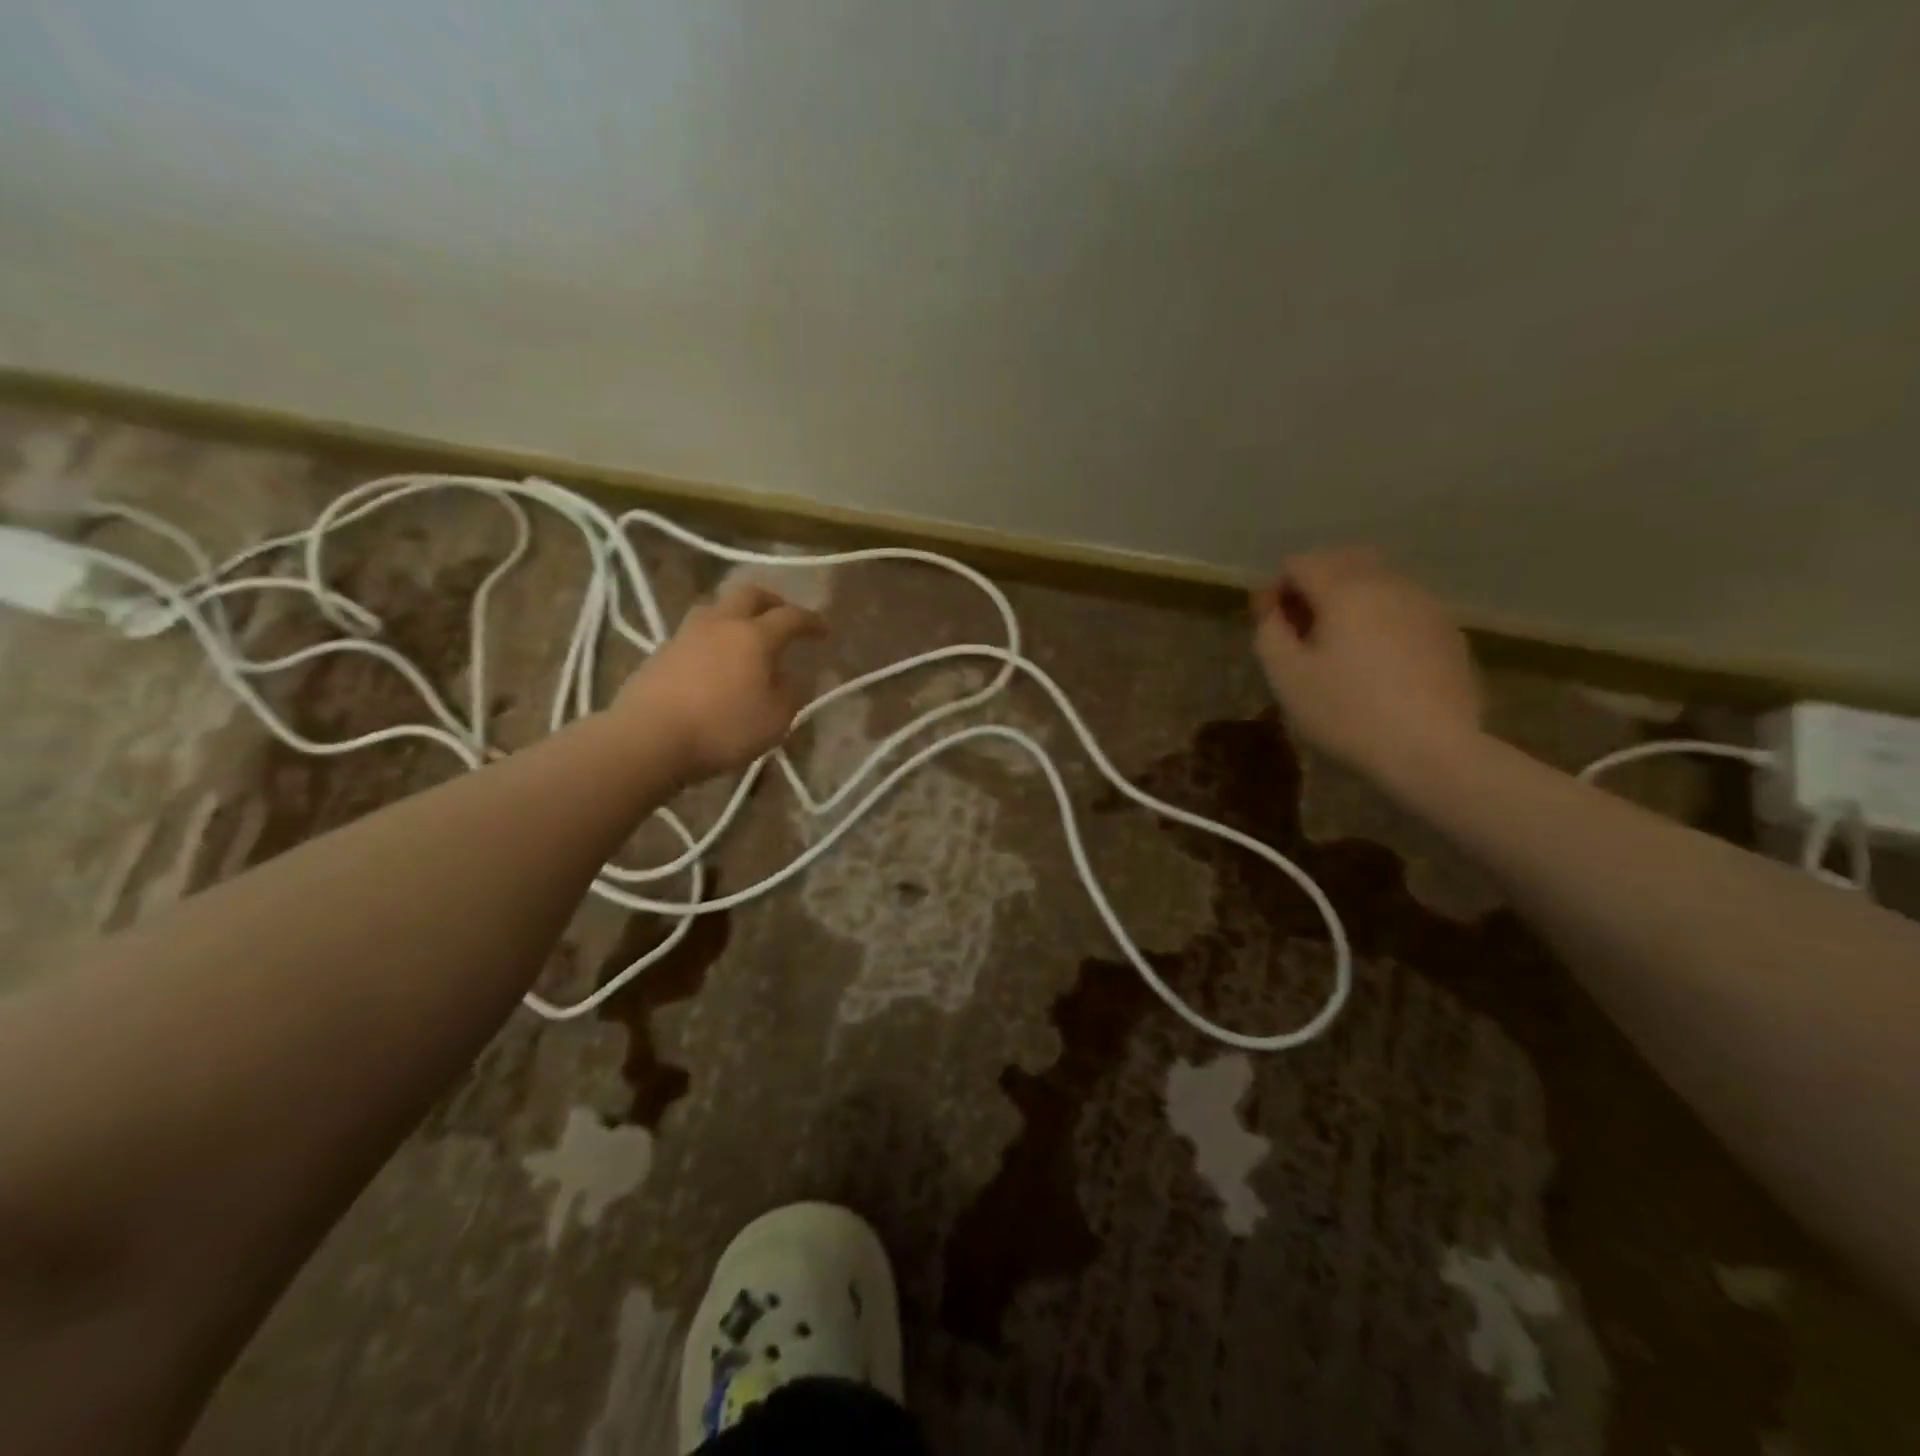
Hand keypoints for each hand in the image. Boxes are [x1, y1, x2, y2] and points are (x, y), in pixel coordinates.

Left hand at [613, 582, 826, 778]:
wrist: (648, 738)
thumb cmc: (722, 728)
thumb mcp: (775, 721)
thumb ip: (790, 694)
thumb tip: (788, 678)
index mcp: (754, 636)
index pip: (791, 617)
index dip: (811, 621)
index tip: (824, 631)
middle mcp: (720, 624)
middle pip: (748, 594)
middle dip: (771, 601)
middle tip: (783, 615)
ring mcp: (685, 634)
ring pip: (716, 609)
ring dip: (736, 615)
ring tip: (744, 635)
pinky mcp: (660, 653)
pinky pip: (694, 634)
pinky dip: (712, 639)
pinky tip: (714, 660)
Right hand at [1251, 547, 1481, 778]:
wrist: (1433, 749)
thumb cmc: (1347, 712)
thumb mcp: (1286, 676)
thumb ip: (1269, 631)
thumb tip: (1273, 608)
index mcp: (1345, 589)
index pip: (1299, 563)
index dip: (1275, 589)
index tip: (1268, 625)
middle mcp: (1388, 584)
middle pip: (1341, 563)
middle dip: (1313, 588)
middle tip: (1299, 632)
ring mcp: (1425, 605)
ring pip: (1376, 584)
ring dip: (1348, 603)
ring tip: (1336, 648)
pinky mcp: (1448, 632)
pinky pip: (1402, 610)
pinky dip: (1379, 621)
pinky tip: (1375, 663)